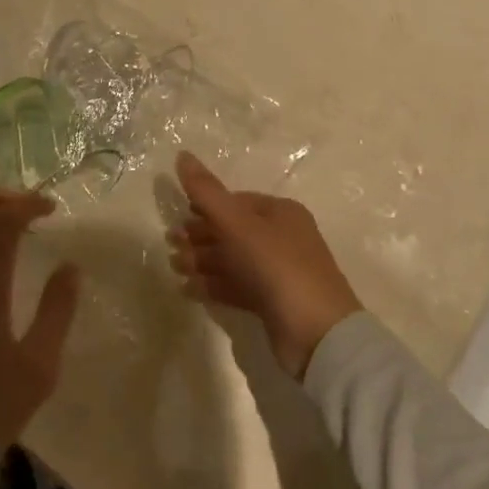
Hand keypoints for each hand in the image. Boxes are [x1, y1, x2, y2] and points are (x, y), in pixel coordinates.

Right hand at [169, 152, 360, 380]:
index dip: (206, 207)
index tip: (178, 218)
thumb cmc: (277, 267)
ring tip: (175, 268)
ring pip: (234, 260)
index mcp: (281, 213)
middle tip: (171, 245)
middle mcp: (283, 238)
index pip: (237, 201)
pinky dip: (214, 285)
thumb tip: (182, 154)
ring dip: (203, 261)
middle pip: (234, 231)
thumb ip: (207, 193)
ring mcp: (280, 272)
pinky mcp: (274, 303)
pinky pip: (238, 286)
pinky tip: (189, 290)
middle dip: (201, 236)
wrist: (317, 334)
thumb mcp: (238, 225)